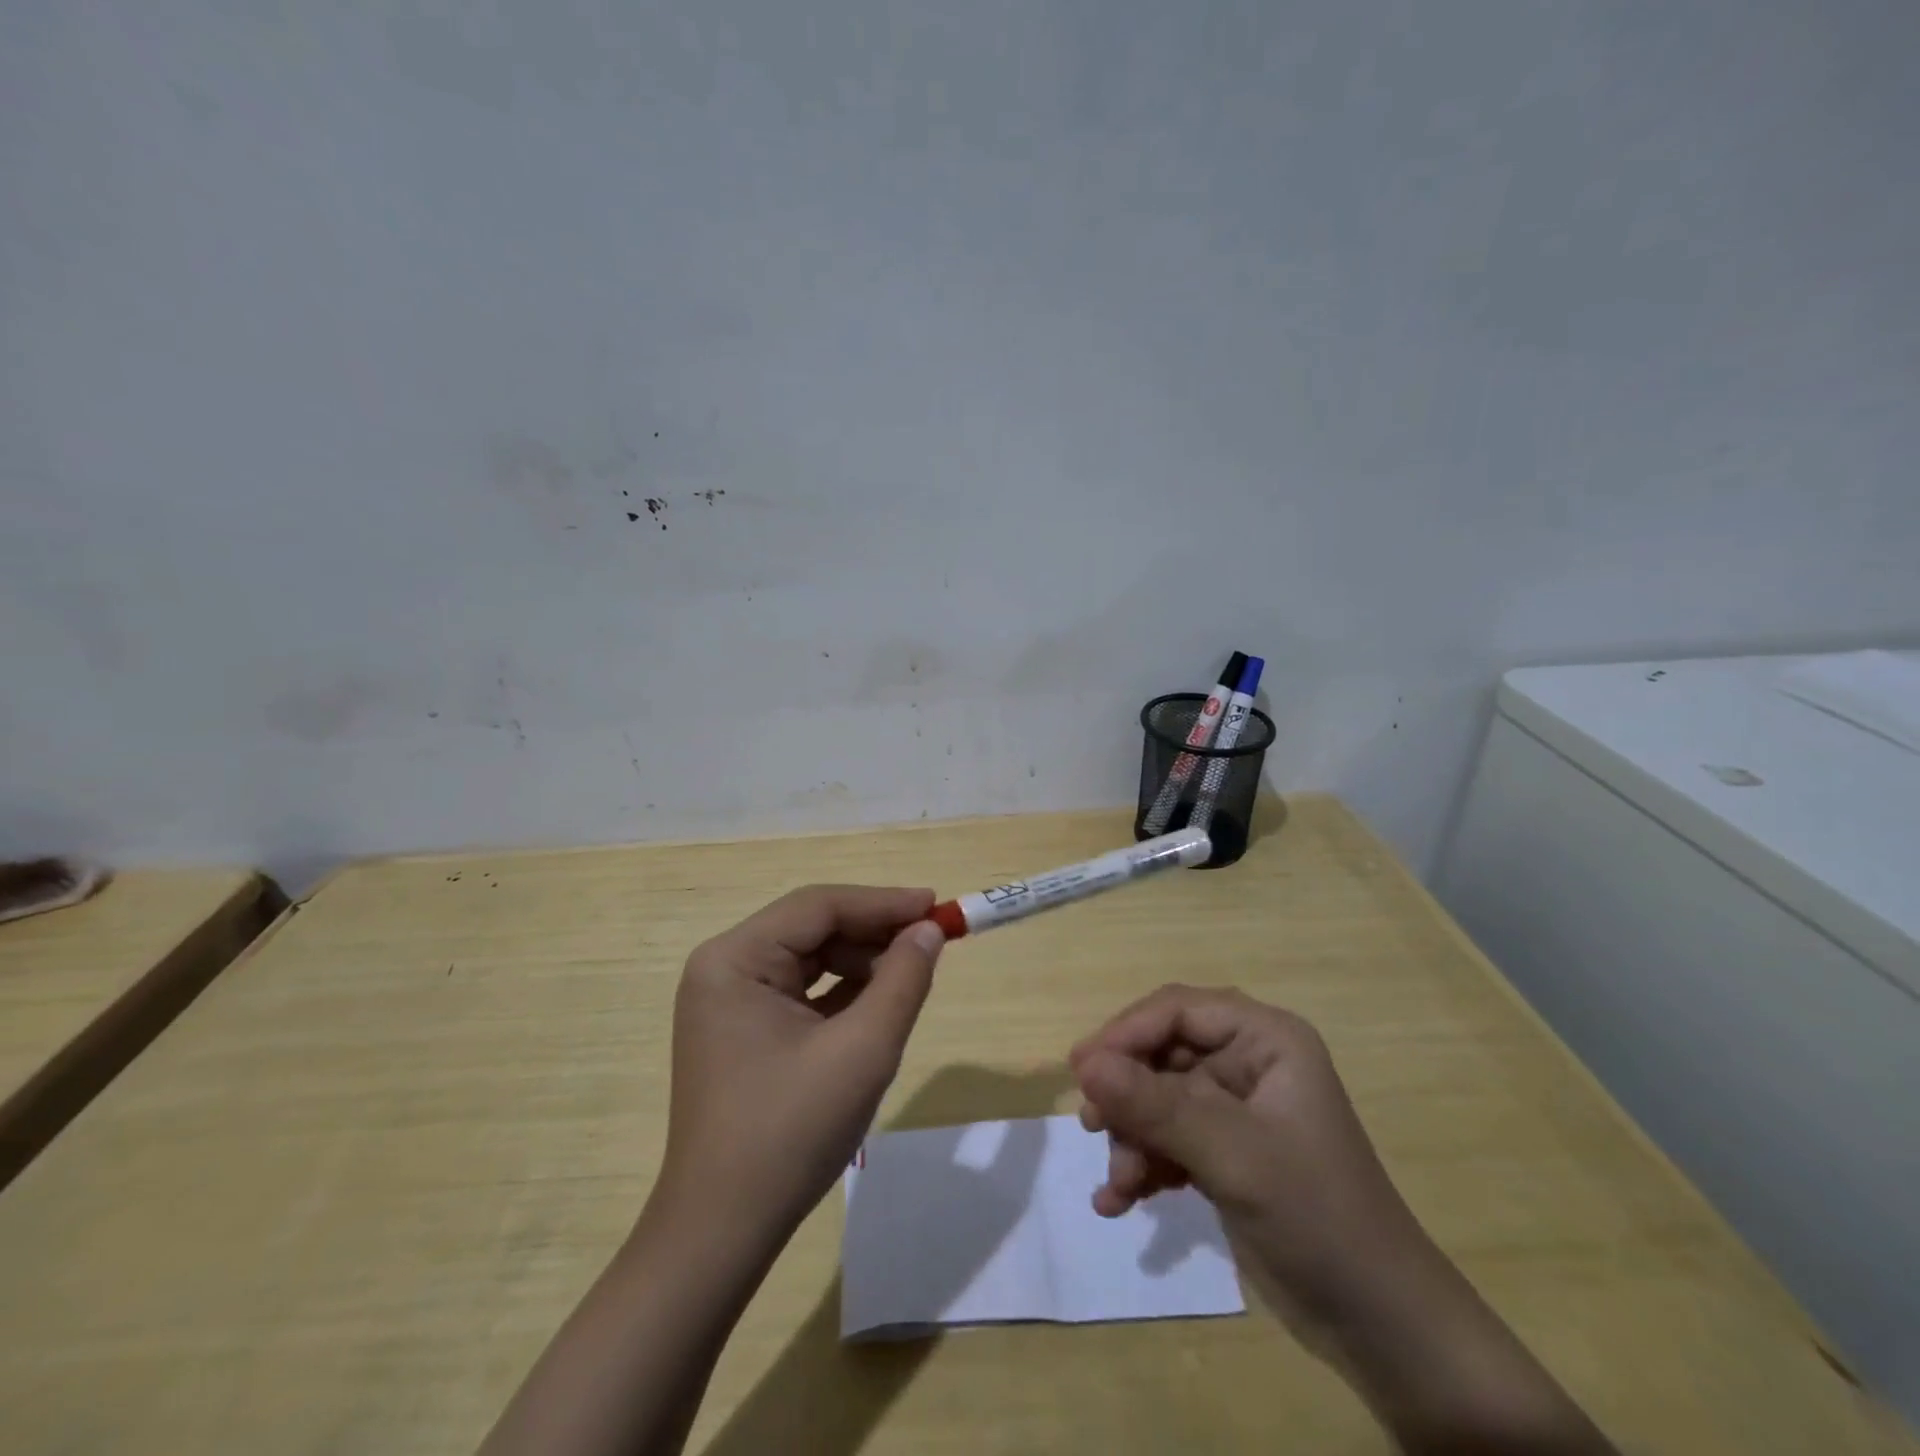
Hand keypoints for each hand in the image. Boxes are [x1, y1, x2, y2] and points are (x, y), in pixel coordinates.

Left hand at [655, 885, 945, 1245]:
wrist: (723, 1232)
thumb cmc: (791, 1133)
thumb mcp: (863, 1050)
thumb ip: (903, 980)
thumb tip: (929, 930)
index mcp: (735, 959)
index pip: (819, 907)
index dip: (882, 902)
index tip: (936, 906)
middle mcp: (725, 968)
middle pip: (812, 928)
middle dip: (874, 934)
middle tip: (932, 942)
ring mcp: (730, 1001)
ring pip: (810, 958)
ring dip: (862, 962)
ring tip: (910, 976)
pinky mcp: (743, 1030)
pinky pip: (801, 991)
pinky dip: (843, 992)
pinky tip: (879, 1002)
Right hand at [1068, 984, 1426, 1333]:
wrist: (1380, 1327)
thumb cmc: (1316, 1217)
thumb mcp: (1231, 1154)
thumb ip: (1155, 1105)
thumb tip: (1083, 1064)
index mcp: (1265, 1039)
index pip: (1177, 1010)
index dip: (1126, 1033)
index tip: (1081, 1071)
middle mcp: (1248, 1062)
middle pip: (1163, 1054)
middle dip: (1127, 1094)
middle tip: (1092, 1126)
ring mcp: (1236, 1110)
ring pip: (1159, 1099)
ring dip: (1133, 1138)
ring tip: (1118, 1183)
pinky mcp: (1226, 1153)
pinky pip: (1169, 1139)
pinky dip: (1144, 1164)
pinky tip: (1119, 1201)